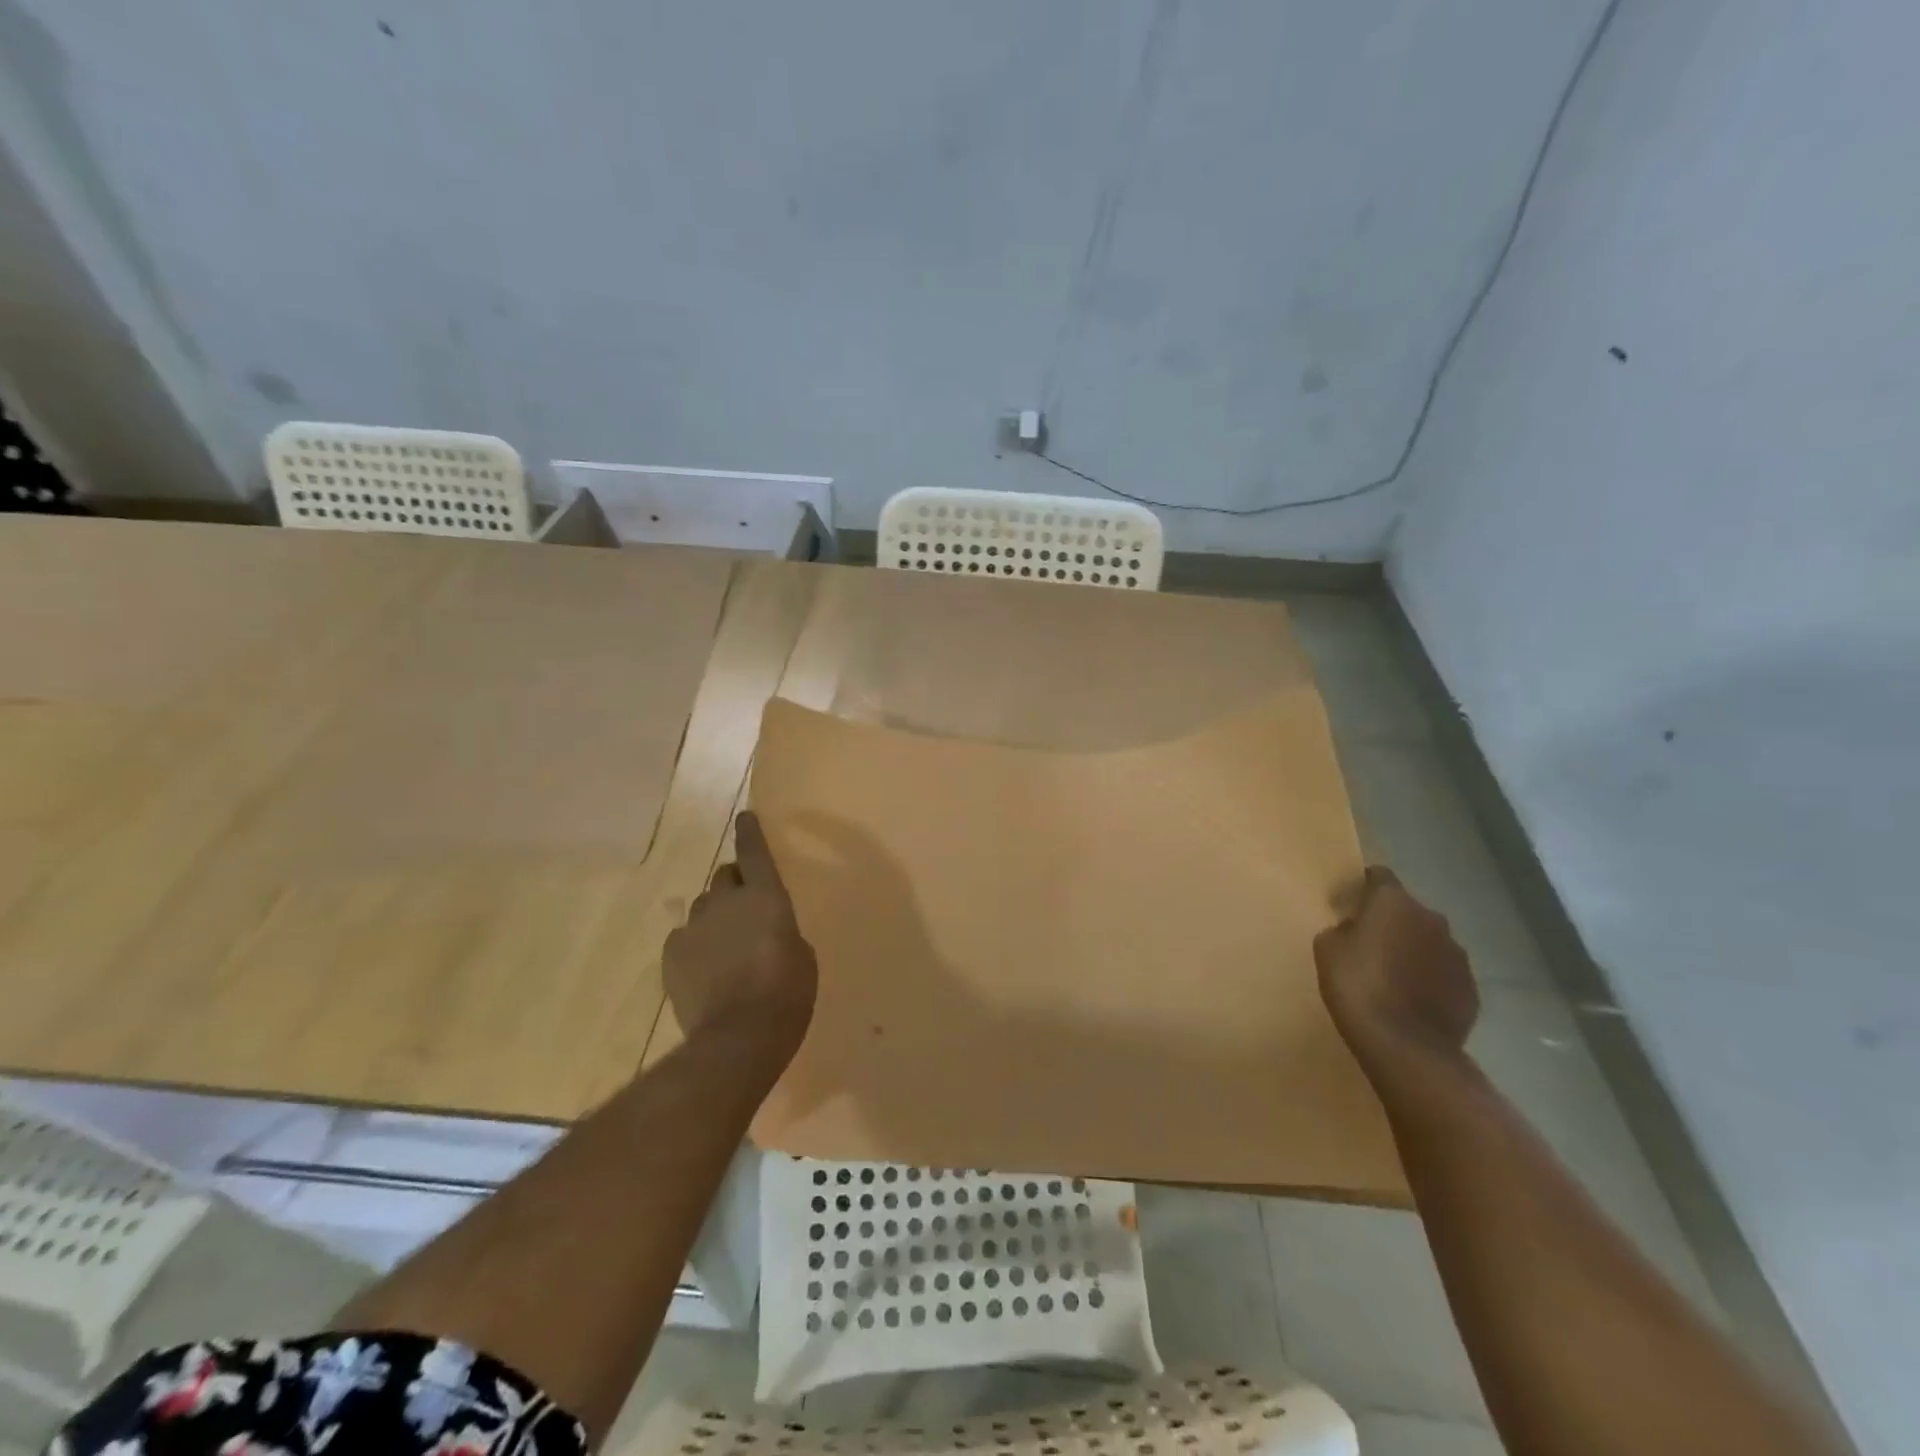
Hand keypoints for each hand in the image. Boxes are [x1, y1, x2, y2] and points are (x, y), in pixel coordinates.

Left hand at [663, 812, 817, 1050]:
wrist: (738, 1036)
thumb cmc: (787, 993)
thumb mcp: (802, 956)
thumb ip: (782, 931)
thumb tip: (766, 929)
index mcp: (765, 896)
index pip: (754, 851)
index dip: (750, 832)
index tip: (744, 817)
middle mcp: (727, 901)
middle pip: (724, 874)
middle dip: (734, 883)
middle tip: (743, 906)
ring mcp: (695, 926)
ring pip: (703, 906)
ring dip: (715, 915)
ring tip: (724, 944)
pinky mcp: (672, 954)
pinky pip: (684, 937)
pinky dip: (695, 945)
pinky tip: (705, 968)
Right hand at [1315, 867, 1477, 1073]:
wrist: (1406, 1045)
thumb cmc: (1357, 986)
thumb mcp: (1327, 949)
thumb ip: (1343, 929)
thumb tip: (1355, 930)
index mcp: (1393, 902)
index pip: (1379, 876)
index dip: (1363, 886)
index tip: (1349, 902)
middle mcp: (1431, 919)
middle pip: (1407, 909)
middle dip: (1390, 921)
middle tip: (1368, 943)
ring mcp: (1457, 954)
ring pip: (1428, 941)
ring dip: (1412, 950)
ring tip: (1392, 975)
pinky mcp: (1470, 987)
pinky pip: (1443, 972)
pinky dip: (1429, 978)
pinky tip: (1411, 999)